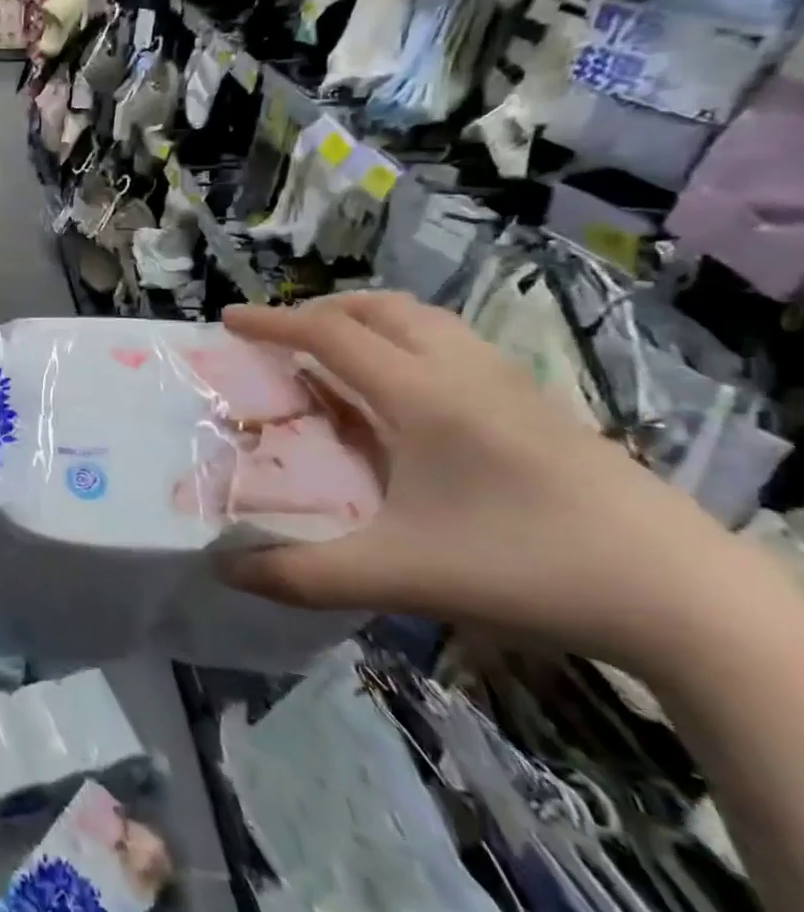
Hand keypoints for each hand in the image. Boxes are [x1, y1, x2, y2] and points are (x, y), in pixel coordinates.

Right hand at [216, 292, 738, 666]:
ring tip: (339, 356)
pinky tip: (410, 397)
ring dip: (371, 323)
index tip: (228, 318)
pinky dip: (411, 345)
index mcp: (422, 395)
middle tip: (284, 337)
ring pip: (428, 323)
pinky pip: (458, 348)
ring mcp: (513, 388)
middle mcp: (464, 374)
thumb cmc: (528, 568)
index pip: (331, 335)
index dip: (272, 322)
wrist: (689, 602)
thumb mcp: (397, 576)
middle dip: (322, 311)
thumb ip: (301, 574)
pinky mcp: (544, 411)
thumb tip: (222, 571)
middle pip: (382, 310)